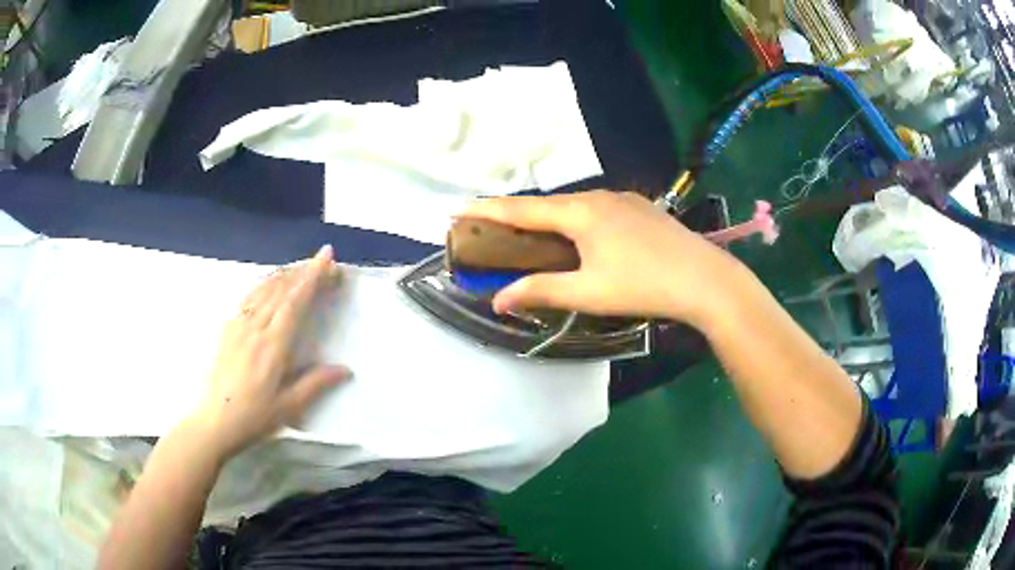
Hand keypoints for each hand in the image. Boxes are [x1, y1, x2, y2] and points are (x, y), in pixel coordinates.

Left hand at [191, 245, 350, 458]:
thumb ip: (316, 383)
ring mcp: (238, 325)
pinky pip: (249, 297)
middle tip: (323, 261)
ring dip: (285, 273)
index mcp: (273, 345)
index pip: (295, 301)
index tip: (327, 256)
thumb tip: (346, 370)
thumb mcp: (289, 407)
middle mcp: (255, 328)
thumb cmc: (254, 417)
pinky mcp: (228, 328)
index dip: (313, 276)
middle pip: (281, 289)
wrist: (215, 421)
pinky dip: (264, 283)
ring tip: (301, 266)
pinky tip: (270, 284)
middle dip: (304, 271)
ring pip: (264, 288)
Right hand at [460, 191, 747, 326]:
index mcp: (581, 212)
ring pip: (574, 206)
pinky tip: (580, 237)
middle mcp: (598, 196)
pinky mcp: (641, 208)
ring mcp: (623, 199)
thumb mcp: (588, 292)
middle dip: (516, 214)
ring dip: (548, 218)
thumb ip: (541, 291)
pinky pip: (596, 209)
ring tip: (531, 234)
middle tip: (492, 228)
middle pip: (548, 204)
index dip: (487, 210)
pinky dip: (575, 220)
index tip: (458, 210)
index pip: (522, 209)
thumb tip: (498, 300)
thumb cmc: (643, 285)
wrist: (705, 278)